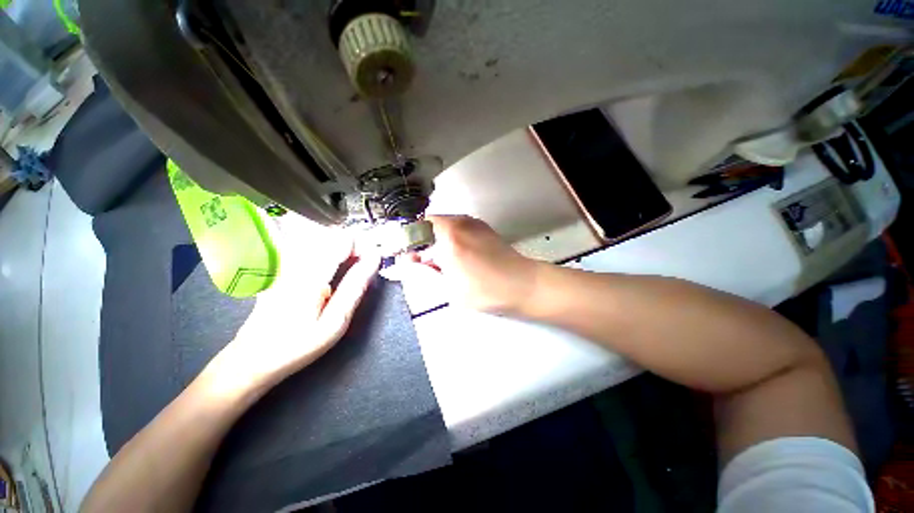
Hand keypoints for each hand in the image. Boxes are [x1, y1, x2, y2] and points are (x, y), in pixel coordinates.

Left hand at [202, 217, 379, 400]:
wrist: (251, 358)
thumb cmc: (297, 346)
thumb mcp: (334, 322)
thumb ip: (355, 286)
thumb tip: (374, 259)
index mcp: (310, 274)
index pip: (344, 239)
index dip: (364, 245)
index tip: (373, 261)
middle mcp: (295, 261)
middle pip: (334, 234)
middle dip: (355, 246)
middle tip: (365, 267)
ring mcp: (284, 262)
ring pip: (323, 238)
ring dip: (343, 249)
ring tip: (351, 268)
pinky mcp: (280, 266)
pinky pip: (310, 247)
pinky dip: (328, 252)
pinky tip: (332, 269)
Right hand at [395, 215, 538, 313]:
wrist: (525, 285)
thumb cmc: (487, 291)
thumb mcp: (449, 289)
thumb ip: (422, 273)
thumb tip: (401, 266)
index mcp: (448, 235)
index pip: (412, 228)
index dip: (403, 244)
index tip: (404, 261)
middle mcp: (459, 221)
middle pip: (426, 226)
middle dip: (419, 245)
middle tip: (424, 268)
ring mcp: (472, 222)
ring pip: (440, 227)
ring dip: (434, 244)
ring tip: (441, 267)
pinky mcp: (481, 227)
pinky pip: (455, 229)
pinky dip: (448, 241)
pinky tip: (456, 260)